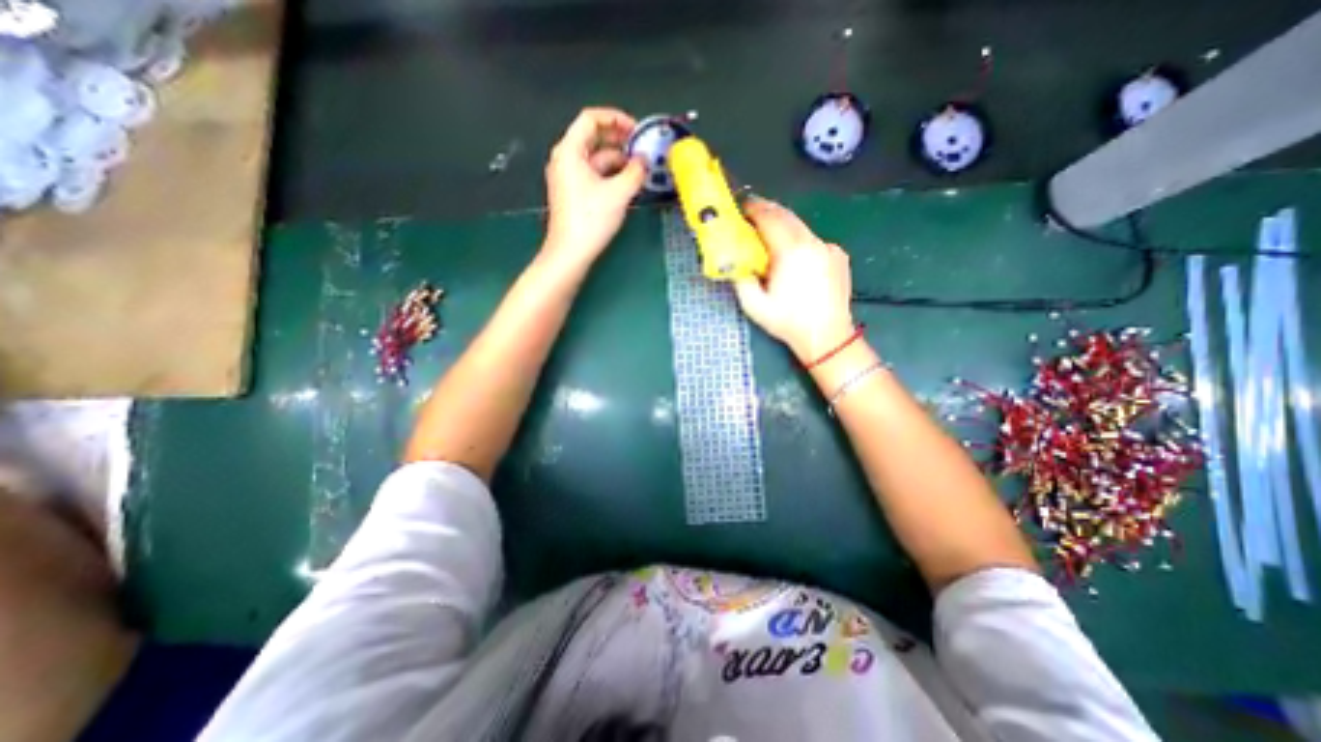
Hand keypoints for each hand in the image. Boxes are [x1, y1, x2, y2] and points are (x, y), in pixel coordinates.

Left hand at [544, 107, 647, 268]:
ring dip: (617, 160)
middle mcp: (565, 159)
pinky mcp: (572, 193)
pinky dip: (609, 174)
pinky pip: (592, 174)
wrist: (570, 252)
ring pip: (594, 159)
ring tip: (638, 168)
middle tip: (641, 147)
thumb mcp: (619, 193)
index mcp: (570, 151)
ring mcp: (567, 177)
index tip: (636, 129)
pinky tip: (626, 183)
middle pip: (592, 138)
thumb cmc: (591, 220)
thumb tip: (645, 160)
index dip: (615, 118)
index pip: (591, 119)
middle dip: (619, 140)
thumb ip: (635, 172)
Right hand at [732, 200, 856, 363]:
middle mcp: (812, 242)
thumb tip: (734, 261)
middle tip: (752, 213)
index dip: (754, 209)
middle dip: (768, 211)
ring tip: (770, 234)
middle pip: (787, 215)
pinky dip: (800, 240)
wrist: (827, 336)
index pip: (770, 218)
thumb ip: (740, 279)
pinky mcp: (838, 255)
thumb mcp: (754, 305)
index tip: (742, 207)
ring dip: (784, 225)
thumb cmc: (788, 322)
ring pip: (801, 227)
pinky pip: (814, 240)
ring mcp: (828, 248)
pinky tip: (795, 257)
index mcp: (790, 252)